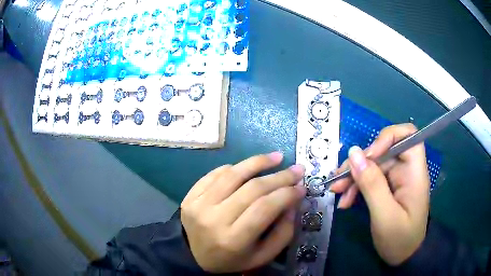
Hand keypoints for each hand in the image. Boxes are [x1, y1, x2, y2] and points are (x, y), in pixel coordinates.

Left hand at [181, 153, 305, 272]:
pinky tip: (248, 167)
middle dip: (279, 176)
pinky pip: (215, 174)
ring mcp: (198, 205)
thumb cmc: (233, 259)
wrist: (195, 257)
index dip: (286, 193)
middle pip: (252, 189)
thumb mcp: (263, 256)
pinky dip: (234, 168)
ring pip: (233, 175)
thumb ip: (283, 232)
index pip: (265, 208)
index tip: (302, 186)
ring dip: (258, 162)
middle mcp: (214, 219)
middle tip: (297, 169)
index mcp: (233, 240)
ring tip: (276, 157)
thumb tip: (293, 201)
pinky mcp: (190, 196)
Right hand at [330, 123, 429, 265]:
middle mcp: (406, 169)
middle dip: (360, 164)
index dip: (387, 137)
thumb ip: (371, 184)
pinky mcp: (388, 188)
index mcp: (414, 171)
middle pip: (383, 151)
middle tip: (339, 181)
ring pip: (373, 165)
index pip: (407, 135)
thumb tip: (353, 152)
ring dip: (353, 177)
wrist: (403, 256)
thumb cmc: (400, 239)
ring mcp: (396, 179)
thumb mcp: (384, 215)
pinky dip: (356, 187)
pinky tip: (345, 201)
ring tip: (337, 192)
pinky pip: (370, 179)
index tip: (368, 157)